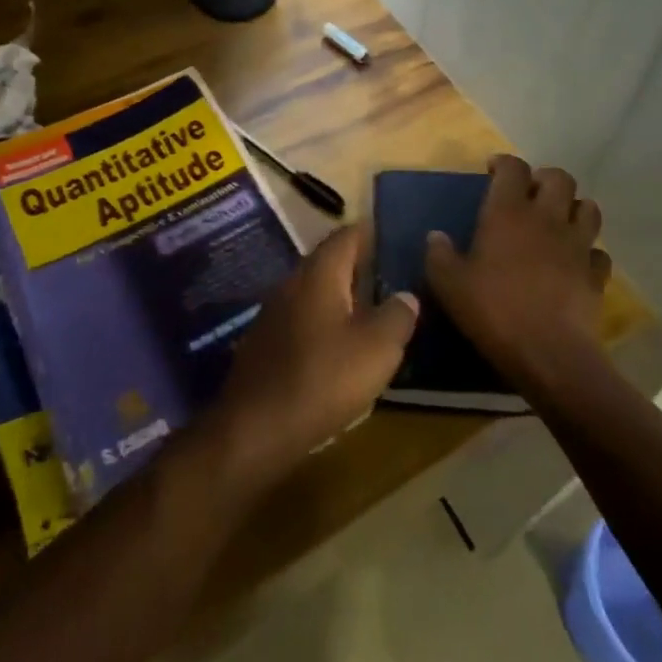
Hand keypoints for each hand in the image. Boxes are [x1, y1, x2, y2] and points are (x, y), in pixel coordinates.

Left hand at [203, 225, 418, 493]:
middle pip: (329, 261)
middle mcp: (292, 282)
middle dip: (360, 266)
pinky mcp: (265, 342)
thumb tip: (406, 295)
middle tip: (392, 278)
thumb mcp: (377, 348)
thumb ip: (397, 315)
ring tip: (373, 312)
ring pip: (315, 291)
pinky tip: (340, 346)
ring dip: (342, 297)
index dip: (373, 233)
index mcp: (319, 273)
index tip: (397, 239)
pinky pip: (302, 318)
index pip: (348, 235)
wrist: (255, 428)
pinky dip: (324, 322)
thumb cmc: (323, 378)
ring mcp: (274, 312)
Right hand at [425, 155, 612, 393]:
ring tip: (557, 221)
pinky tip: (575, 262)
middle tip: (529, 194)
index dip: (504, 163)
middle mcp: (547, 218)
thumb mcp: (450, 285)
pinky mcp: (597, 274)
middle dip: (544, 178)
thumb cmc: (494, 311)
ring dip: (573, 208)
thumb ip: (439, 255)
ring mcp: (578, 244)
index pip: (514, 167)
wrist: (549, 354)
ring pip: (588, 207)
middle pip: (559, 177)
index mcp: (508, 212)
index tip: (493, 171)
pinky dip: (588, 251)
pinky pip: (598, 251)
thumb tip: (435, 236)